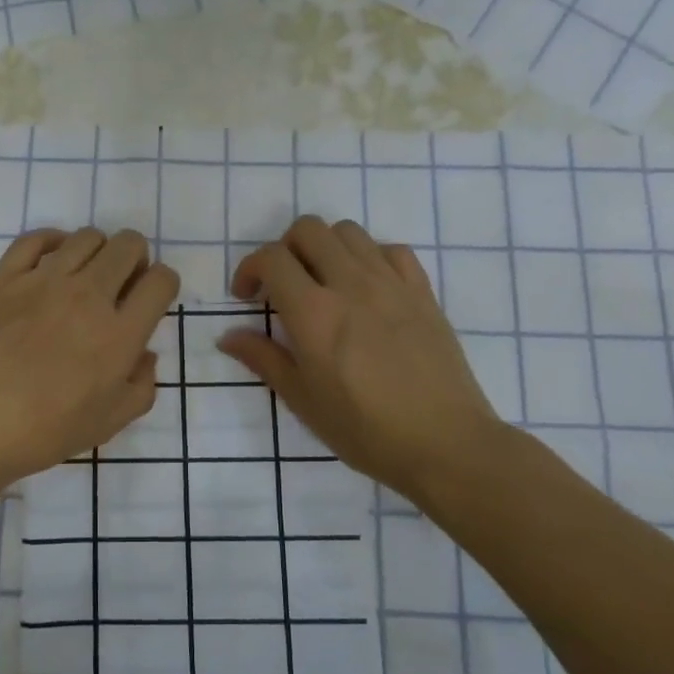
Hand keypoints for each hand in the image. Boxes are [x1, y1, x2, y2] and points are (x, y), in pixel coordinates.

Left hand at [0, 228, 179, 493]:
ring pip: (88, 237)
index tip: (151, 297)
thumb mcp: (108, 424)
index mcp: (119, 334)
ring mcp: (43, 280)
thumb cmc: (42, 433)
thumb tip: (144, 353)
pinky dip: (53, 242)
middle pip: (129, 245)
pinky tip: (51, 263)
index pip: (161, 281)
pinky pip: (36, 238)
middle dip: (135, 259)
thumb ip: (141, 386)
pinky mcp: (5, 276)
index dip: (164, 283)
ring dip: (97, 251)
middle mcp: (88, 296)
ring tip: (83, 276)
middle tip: (120, 284)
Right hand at [218, 216, 511, 501]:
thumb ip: (264, 359)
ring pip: (349, 232)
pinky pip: (391, 250)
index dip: (249, 268)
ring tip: (323, 282)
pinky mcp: (422, 291)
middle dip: (284, 249)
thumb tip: (228, 336)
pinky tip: (367, 288)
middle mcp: (350, 284)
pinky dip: (369, 258)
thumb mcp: (303, 400)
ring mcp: (391, 283)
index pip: (272, 258)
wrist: (445, 443)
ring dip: (325, 248)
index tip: (246, 297)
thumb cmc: (365, 430)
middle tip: (283, 285)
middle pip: (308, 229)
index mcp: (314, 313)